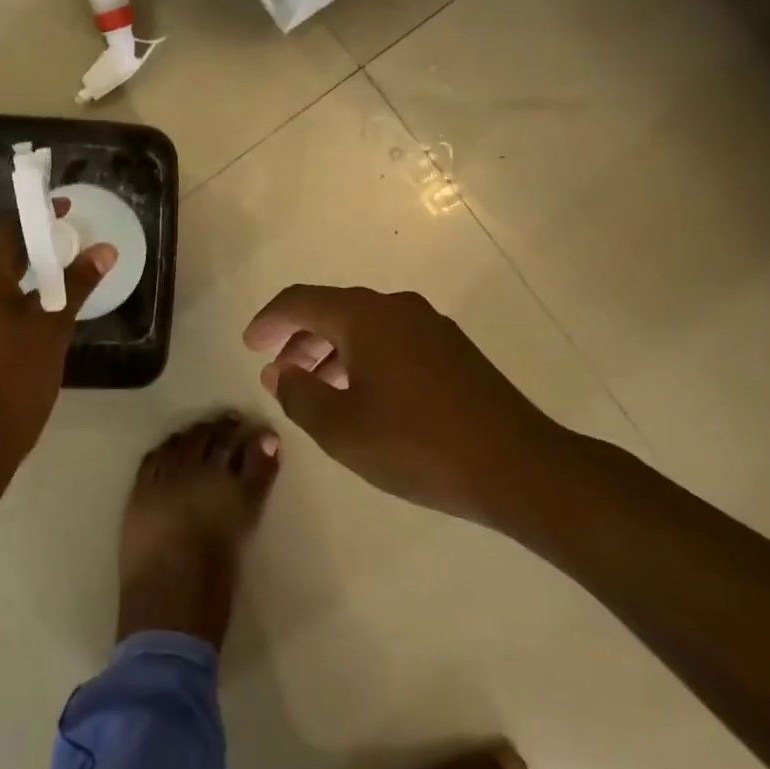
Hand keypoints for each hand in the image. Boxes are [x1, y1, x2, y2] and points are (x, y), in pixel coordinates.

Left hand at [0, 208, 113, 471]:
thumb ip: (76, 282)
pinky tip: (5, 322)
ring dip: (2, 281)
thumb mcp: (52, 328)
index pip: (7, 228)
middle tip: (59, 258)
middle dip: (23, 253)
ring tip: (36, 292)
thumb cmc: (15, 380)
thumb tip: (105, 250)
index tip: (65, 216)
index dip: (38, 220)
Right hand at [243, 285, 569, 527]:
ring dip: (331, 351)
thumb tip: (281, 372)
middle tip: (279, 373)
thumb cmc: (419, 445)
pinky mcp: (452, 350)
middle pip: (332, 310)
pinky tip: (363, 396)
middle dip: (299, 338)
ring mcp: (430, 326)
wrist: (521, 467)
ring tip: (316, 390)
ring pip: (363, 326)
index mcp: (365, 316)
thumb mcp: (342, 429)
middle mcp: (396, 307)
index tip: (249, 346)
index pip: (301, 301)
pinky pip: (391, 340)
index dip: (268, 320)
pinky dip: (363, 358)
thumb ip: (299, 396)